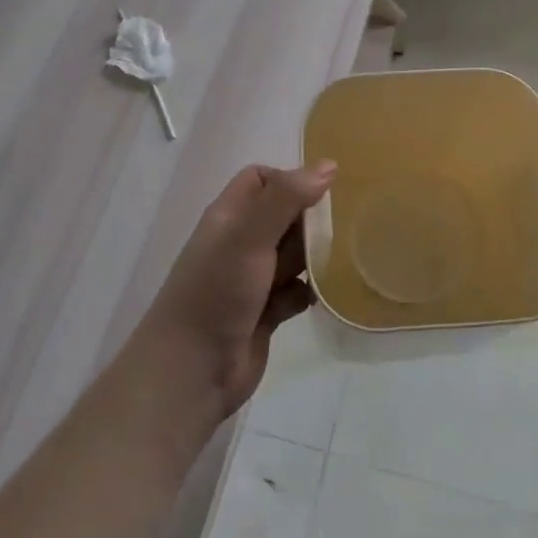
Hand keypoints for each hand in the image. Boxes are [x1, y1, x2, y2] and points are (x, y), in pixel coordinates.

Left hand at [132, 160, 336, 420]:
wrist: (192, 372)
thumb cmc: (217, 293)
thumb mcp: (249, 237)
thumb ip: (286, 199)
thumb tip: (328, 165)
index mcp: (229, 217)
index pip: (261, 179)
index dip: (290, 180)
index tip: (320, 196)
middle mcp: (240, 243)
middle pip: (284, 216)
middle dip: (311, 220)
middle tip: (343, 228)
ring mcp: (253, 279)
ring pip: (294, 254)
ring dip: (316, 256)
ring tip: (345, 258)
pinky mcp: (266, 312)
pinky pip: (297, 291)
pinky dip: (311, 291)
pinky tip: (326, 295)